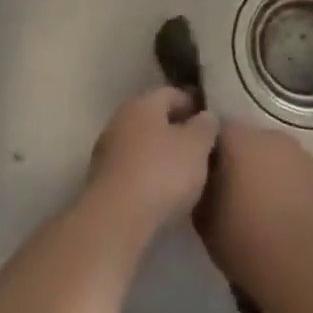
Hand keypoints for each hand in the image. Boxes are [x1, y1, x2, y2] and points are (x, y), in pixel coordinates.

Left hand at [85, 88, 218, 239]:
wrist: (116, 219)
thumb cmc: (162, 173)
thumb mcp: (196, 146)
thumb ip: (205, 126)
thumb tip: (207, 116)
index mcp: (142, 103)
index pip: (172, 93)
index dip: (193, 104)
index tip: (212, 122)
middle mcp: (120, 119)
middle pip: (154, 118)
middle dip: (176, 130)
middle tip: (201, 148)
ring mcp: (106, 150)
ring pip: (141, 144)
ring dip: (161, 154)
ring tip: (185, 173)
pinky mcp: (101, 180)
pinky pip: (131, 169)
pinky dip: (148, 174)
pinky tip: (163, 192)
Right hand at [195, 122, 312, 294]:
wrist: (306, 267)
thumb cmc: (245, 239)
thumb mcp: (203, 218)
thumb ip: (201, 189)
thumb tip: (203, 182)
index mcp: (239, 138)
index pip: (216, 131)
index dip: (207, 151)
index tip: (203, 175)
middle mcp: (272, 137)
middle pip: (249, 142)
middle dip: (240, 162)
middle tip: (231, 194)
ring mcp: (303, 156)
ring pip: (277, 159)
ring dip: (268, 175)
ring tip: (261, 211)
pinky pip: (299, 179)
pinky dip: (291, 191)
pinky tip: (287, 221)